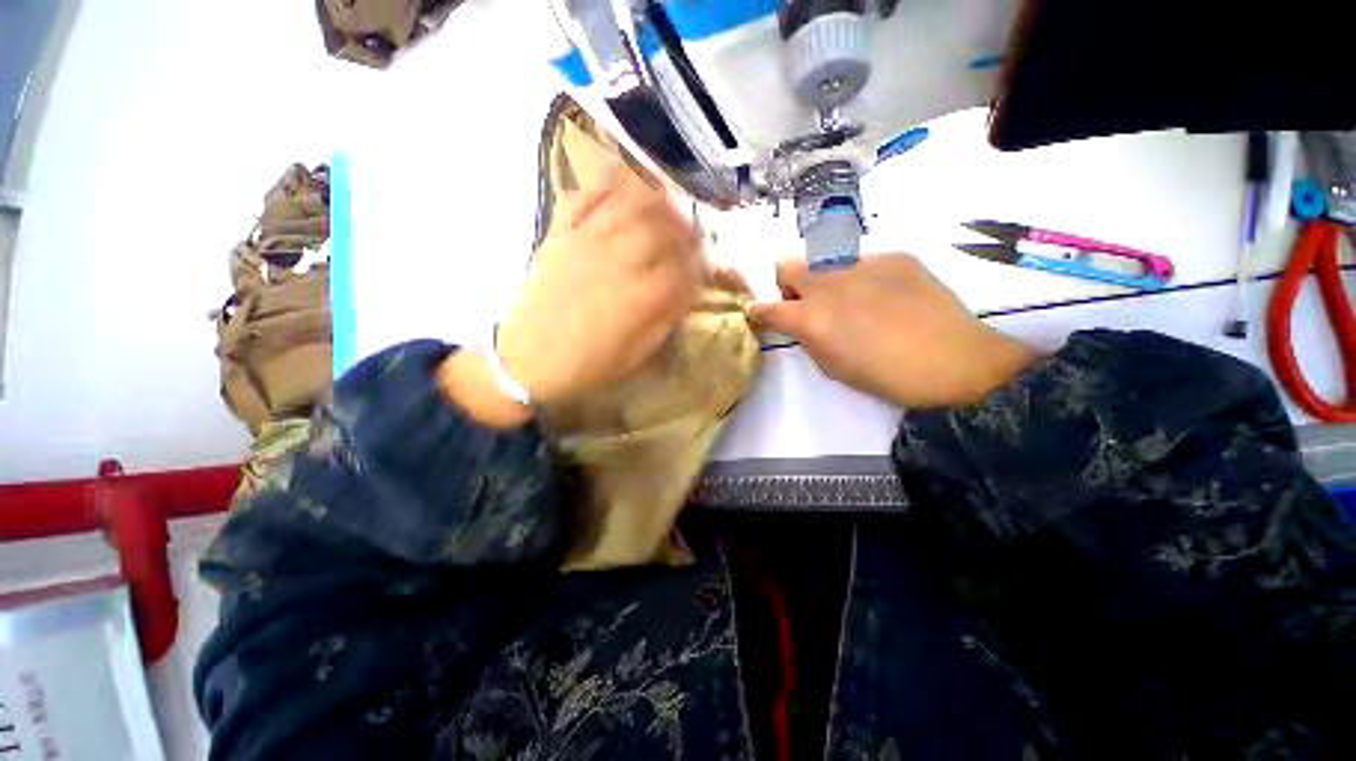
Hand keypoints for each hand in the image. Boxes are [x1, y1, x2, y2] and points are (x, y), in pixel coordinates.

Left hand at [442, 168, 699, 427]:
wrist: (527, 360)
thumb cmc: (587, 364)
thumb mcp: (636, 353)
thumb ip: (665, 320)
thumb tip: (685, 292)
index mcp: (638, 299)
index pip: (682, 269)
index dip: (699, 264)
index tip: (704, 265)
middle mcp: (616, 263)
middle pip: (660, 229)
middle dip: (683, 227)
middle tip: (691, 231)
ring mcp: (584, 243)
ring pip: (626, 203)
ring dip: (652, 197)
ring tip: (666, 199)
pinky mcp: (558, 235)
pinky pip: (581, 198)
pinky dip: (601, 186)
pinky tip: (618, 188)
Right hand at [751, 254, 1038, 407]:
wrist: (954, 362)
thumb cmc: (884, 376)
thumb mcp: (830, 366)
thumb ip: (807, 337)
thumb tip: (800, 321)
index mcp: (810, 317)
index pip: (766, 306)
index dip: (759, 310)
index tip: (764, 314)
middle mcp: (828, 283)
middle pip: (786, 264)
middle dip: (788, 282)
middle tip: (809, 302)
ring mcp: (861, 263)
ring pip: (825, 258)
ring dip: (826, 278)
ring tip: (855, 299)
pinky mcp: (894, 255)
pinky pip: (864, 260)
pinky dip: (864, 276)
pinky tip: (888, 295)